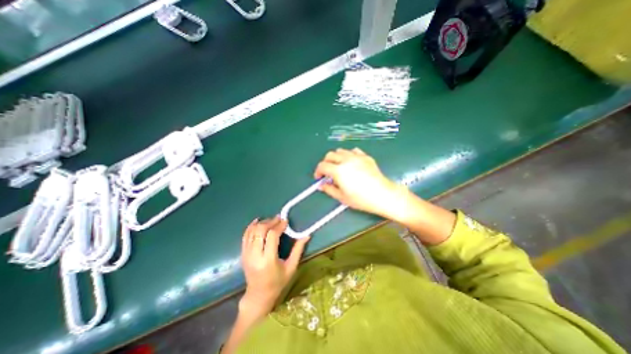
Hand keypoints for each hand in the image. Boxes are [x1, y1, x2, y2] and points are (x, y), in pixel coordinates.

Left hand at [241, 216, 308, 312]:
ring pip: (252, 231)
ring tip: (271, 221)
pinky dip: (251, 226)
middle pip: (260, 230)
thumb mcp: (291, 267)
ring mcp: (247, 254)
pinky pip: (245, 236)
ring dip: (262, 223)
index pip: (272, 236)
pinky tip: (258, 221)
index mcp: (268, 260)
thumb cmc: (278, 282)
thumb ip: (298, 249)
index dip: (279, 226)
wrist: (258, 295)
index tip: (286, 221)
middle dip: (270, 222)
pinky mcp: (243, 253)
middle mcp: (255, 255)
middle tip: (279, 219)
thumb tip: (307, 235)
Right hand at [312, 148, 405, 219]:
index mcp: (338, 170)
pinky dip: (348, 155)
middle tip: (327, 172)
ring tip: (339, 167)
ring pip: (341, 151)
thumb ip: (329, 189)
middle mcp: (346, 160)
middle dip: (325, 163)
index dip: (318, 171)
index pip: (322, 166)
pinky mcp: (365, 157)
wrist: (383, 195)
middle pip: (330, 155)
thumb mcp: (342, 197)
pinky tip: (351, 163)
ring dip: (336, 158)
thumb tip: (321, 185)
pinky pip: (353, 151)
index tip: (319, 178)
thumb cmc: (361, 199)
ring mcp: (357, 157)